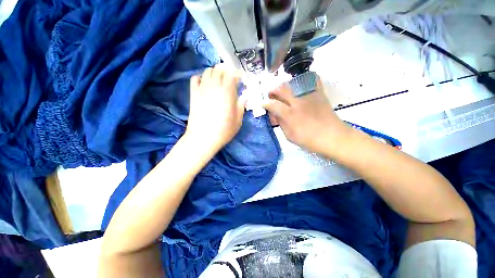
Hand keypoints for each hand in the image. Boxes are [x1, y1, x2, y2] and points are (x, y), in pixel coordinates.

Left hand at [185, 65, 244, 151]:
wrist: (203, 138)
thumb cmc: (224, 130)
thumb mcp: (238, 120)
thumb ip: (241, 105)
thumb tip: (244, 96)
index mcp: (227, 92)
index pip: (231, 74)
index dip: (236, 74)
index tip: (240, 79)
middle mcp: (214, 87)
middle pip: (218, 69)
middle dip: (226, 71)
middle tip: (230, 79)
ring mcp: (202, 89)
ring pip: (207, 71)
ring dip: (214, 73)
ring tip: (218, 81)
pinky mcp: (193, 94)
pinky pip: (195, 79)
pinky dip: (201, 78)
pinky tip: (205, 84)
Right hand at [262, 76, 350, 154]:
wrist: (333, 137)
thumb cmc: (309, 140)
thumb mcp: (290, 136)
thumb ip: (281, 123)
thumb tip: (275, 115)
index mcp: (290, 115)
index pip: (273, 105)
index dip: (265, 103)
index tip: (263, 104)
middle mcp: (298, 102)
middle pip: (282, 89)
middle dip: (273, 91)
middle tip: (271, 96)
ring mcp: (309, 96)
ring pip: (293, 84)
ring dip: (284, 86)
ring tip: (282, 93)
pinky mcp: (319, 94)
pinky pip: (311, 80)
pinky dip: (303, 80)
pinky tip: (299, 85)